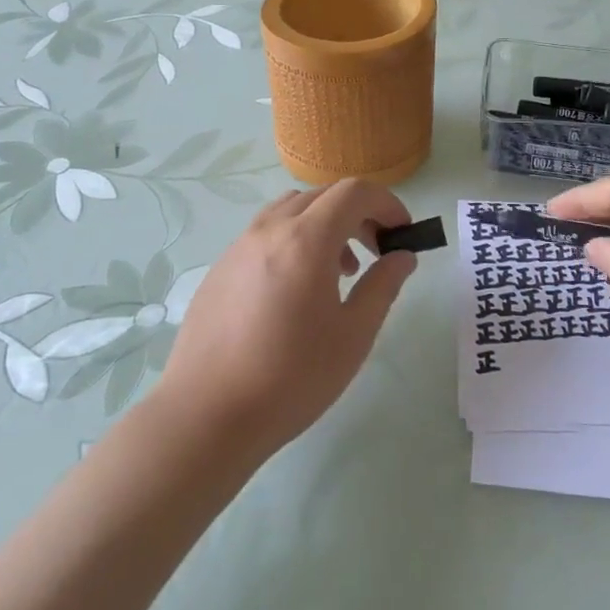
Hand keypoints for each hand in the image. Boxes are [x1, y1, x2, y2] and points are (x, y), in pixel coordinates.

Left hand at [154, 180, 417, 458]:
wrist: (206, 416)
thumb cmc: (291, 377)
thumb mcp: (353, 335)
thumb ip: (382, 286)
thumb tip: (402, 257)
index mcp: (306, 240)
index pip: (354, 193)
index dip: (387, 204)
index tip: (403, 233)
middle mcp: (269, 230)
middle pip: (323, 196)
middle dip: (359, 214)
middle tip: (377, 251)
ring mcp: (239, 248)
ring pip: (291, 211)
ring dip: (324, 225)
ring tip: (339, 272)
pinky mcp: (220, 270)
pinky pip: (265, 235)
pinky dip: (294, 242)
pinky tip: (296, 292)